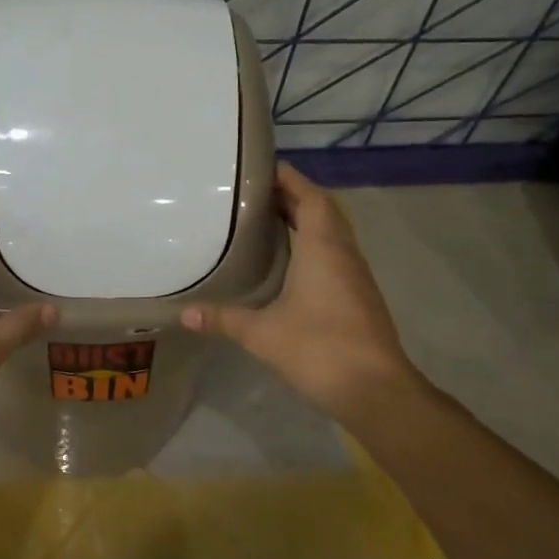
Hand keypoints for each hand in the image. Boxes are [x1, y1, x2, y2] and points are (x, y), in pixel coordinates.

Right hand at [182, 163, 417, 421]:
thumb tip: (183, 313)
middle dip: (290, 196)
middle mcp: (343, 252)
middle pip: (321, 209)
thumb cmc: (319, 349)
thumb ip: (223, 319)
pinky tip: (289, 262)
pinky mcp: (358, 296)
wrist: (375, 390)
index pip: (310, 196)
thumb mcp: (263, 334)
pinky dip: (313, 245)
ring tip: (265, 220)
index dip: (288, 177)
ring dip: (304, 220)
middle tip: (252, 194)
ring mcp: (355, 275)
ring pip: (331, 232)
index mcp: (324, 247)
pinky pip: (335, 254)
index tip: (259, 168)